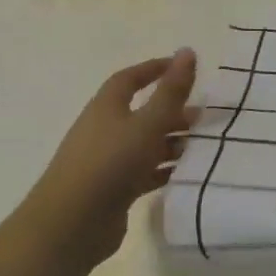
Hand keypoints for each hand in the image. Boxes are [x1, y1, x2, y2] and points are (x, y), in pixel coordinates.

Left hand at [18, 50, 198, 270]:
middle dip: (172, 111)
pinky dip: (164, 169)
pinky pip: (145, 171)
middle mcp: (104, 130)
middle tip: (204, 115)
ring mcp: (107, 161)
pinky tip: (186, 173)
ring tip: (202, 145)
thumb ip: (171, 91)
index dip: (155, 69)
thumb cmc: (110, 164)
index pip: (130, 79)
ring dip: (172, 141)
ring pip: (145, 143)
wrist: (71, 225)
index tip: (183, 65)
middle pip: (141, 112)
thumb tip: (187, 51)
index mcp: (106, 108)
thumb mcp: (148, 123)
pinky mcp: (113, 189)